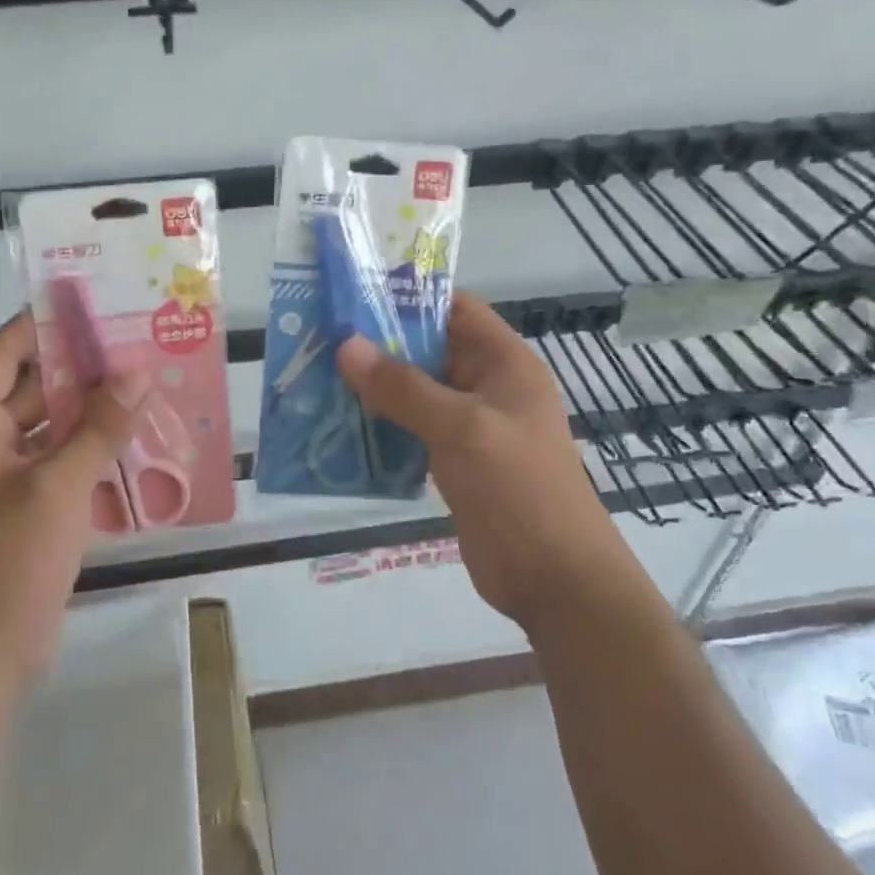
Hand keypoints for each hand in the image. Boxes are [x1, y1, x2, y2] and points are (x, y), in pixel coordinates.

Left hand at [0, 312, 150, 695]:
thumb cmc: (8, 564)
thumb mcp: (57, 487)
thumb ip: (100, 427)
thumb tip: (139, 372)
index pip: (5, 353)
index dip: (44, 324)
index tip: (94, 303)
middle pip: (32, 387)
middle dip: (83, 368)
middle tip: (137, 344)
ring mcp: (3, 478)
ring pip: (51, 426)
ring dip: (93, 410)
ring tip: (147, 384)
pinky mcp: (25, 507)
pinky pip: (60, 461)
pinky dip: (92, 448)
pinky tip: (136, 438)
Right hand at [336, 294, 623, 630]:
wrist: (554, 580)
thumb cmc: (518, 489)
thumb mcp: (461, 429)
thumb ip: (403, 387)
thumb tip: (346, 345)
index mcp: (505, 364)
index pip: (456, 310)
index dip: (411, 298)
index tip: (355, 295)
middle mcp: (487, 387)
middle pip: (430, 349)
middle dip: (380, 343)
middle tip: (322, 336)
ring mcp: (470, 427)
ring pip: (416, 392)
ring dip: (375, 386)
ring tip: (319, 374)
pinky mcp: (454, 462)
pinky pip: (412, 430)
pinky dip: (380, 424)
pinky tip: (339, 424)